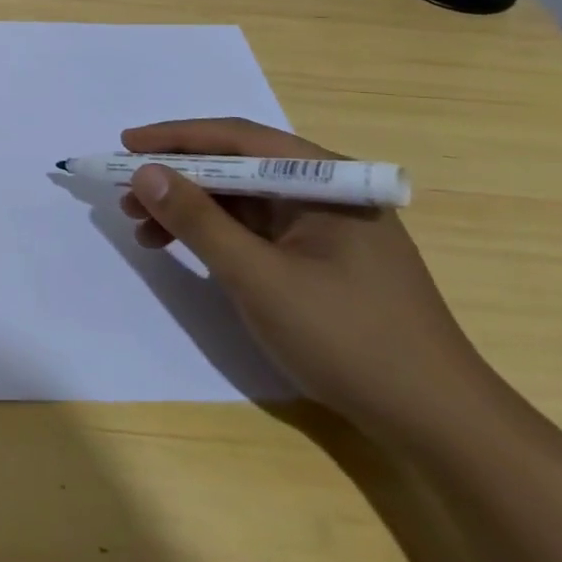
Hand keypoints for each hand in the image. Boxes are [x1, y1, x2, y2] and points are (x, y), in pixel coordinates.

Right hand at [119, 117, 491, 440]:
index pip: (239, 138)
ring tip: (143, 230)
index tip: (126, 144)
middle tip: (127, 197)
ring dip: (189, 209)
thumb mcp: (258, 277)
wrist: (436, 423)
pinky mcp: (318, 259)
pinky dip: (212, 236)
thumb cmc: (348, 339)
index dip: (176, 138)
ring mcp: (323, 228)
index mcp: (326, 182)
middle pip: (237, 167)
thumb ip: (198, 220)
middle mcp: (325, 193)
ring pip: (240, 201)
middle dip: (177, 179)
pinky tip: (181, 250)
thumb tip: (145, 172)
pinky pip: (253, 231)